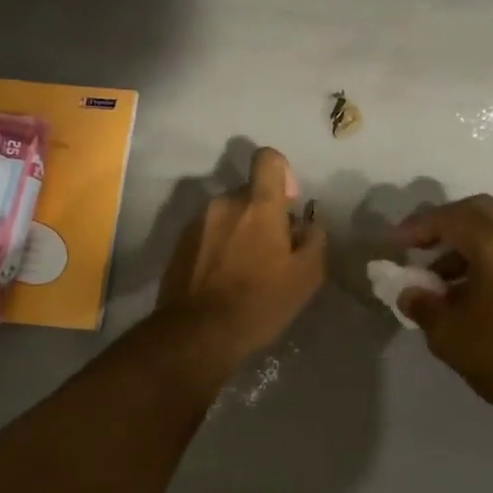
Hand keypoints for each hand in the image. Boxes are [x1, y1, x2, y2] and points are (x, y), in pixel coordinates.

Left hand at [157, 147, 326, 361]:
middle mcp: (224, 203)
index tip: (287, 204)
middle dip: (262, 214)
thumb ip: (314, 239)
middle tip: (271, 252)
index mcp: (258, 205)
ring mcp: (197, 222)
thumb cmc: (260, 302)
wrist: (197, 333)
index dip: (282, 173)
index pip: (268, 159)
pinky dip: (218, 247)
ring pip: (227, 215)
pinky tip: (222, 279)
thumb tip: (308, 223)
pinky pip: (207, 233)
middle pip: (249, 193)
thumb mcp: (306, 276)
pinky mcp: (179, 243)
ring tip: (245, 270)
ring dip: (238, 231)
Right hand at [395, 195, 492, 411]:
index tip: (393, 243)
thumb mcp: (447, 332)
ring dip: (464, 241)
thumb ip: (422, 303)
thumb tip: (409, 292)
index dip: (417, 227)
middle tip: (418, 244)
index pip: (449, 218)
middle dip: (444, 223)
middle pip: (477, 211)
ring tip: (436, 274)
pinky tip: (465, 285)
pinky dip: (484, 254)